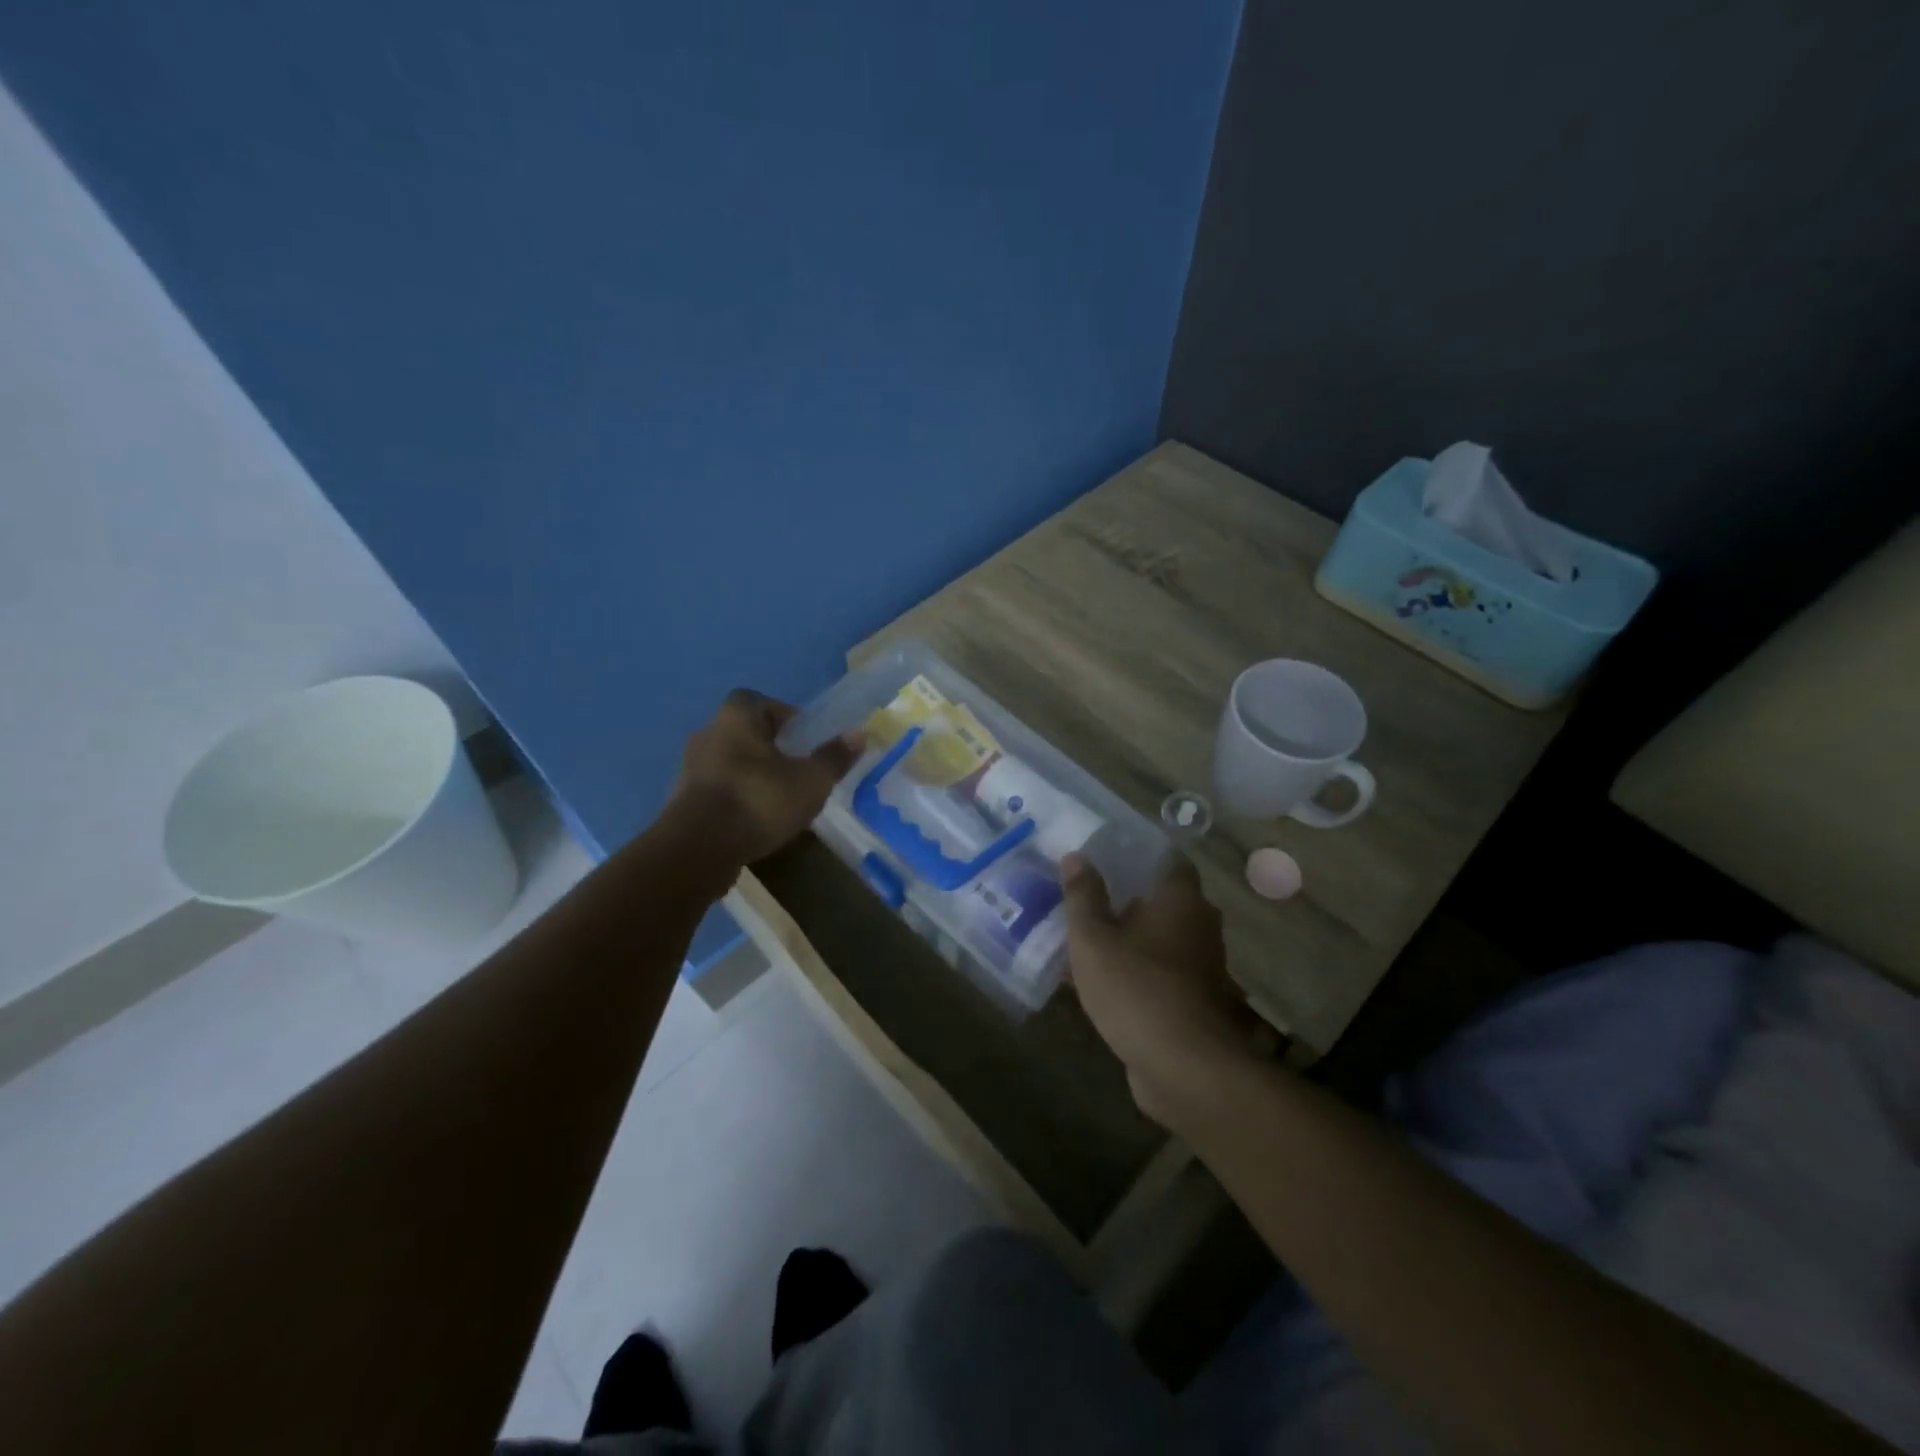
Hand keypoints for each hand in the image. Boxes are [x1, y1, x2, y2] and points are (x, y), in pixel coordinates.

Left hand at [672, 690, 862, 864]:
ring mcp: (690, 767)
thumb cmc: (759, 802)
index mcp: (736, 717)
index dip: (785, 717)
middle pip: (746, 732)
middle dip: (771, 748)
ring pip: (730, 761)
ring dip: (753, 774)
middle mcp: (708, 733)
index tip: (804, 741)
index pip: (760, 701)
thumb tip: (858, 734)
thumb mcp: (810, 781)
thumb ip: (834, 757)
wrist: (698, 850)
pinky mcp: (682, 799)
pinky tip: (755, 820)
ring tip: (779, 799)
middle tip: (797, 770)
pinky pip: (718, 788)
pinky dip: (736, 797)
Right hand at [1062, 852, 1260, 1127]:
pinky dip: (1138, 973)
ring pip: (1162, 941)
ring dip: (1132, 939)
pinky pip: (1161, 975)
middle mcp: (1200, 927)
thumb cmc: (1136, 988)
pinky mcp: (1196, 1005)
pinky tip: (1103, 984)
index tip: (1109, 856)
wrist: (1185, 1068)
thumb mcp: (1093, 939)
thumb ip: (1083, 896)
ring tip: (1089, 941)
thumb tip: (1076, 856)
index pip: (1170, 861)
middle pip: (1166, 902)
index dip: (1141, 856)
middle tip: (1091, 898)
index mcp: (1181, 900)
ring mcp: (1202, 969)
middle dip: (1131, 899)